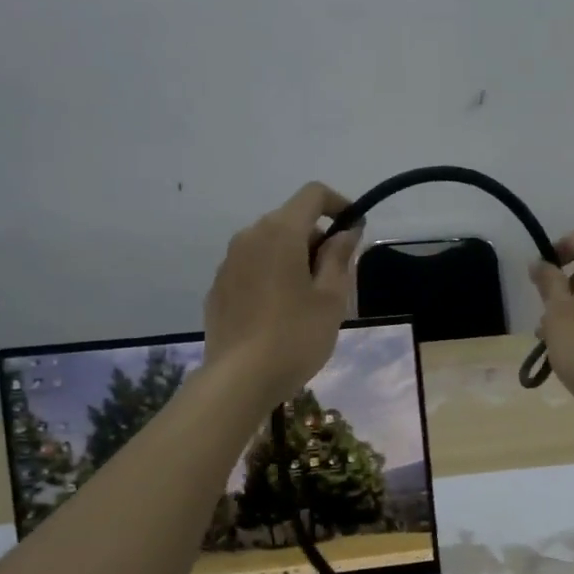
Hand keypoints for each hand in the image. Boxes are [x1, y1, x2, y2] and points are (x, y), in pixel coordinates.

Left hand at [204, 183, 361, 405]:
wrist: (239, 379)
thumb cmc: (296, 337)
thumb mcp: (331, 299)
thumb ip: (340, 257)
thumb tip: (347, 230)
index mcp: (281, 233)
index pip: (312, 195)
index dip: (339, 204)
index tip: (355, 229)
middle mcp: (249, 237)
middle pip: (290, 221)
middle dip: (317, 239)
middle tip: (337, 279)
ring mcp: (228, 262)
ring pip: (269, 246)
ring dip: (294, 259)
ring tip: (308, 301)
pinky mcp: (218, 288)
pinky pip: (252, 269)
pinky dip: (271, 277)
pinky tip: (280, 314)